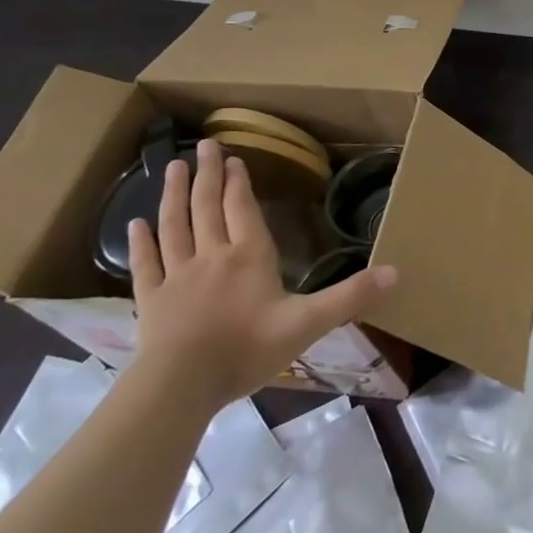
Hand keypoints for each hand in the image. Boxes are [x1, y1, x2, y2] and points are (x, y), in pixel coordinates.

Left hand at [126, 138, 397, 411]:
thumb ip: (350, 296)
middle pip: (208, 206)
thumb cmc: (246, 350)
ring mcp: (177, 276)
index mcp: (250, 256)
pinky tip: (135, 224)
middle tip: (204, 146)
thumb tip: (397, 272)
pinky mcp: (151, 300)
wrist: (180, 386)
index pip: (242, 208)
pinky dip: (140, 242)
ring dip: (174, 195)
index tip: (232, 158)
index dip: (238, 182)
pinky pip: (146, 264)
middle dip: (208, 175)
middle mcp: (212, 255)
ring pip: (175, 226)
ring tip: (173, 168)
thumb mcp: (308, 323)